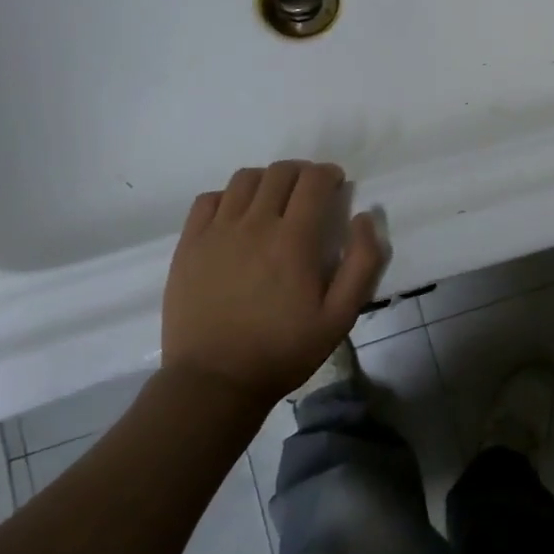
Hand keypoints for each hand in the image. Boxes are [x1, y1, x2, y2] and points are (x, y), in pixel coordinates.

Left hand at [160, 161, 384, 406]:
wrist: (215, 380)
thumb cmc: (284, 350)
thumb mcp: (340, 316)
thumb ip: (362, 263)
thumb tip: (364, 217)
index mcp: (293, 240)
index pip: (313, 181)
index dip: (328, 174)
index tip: (335, 183)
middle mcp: (254, 224)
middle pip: (280, 172)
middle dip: (302, 172)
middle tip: (310, 191)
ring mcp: (216, 232)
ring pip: (244, 179)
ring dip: (267, 180)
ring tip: (275, 199)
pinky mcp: (189, 244)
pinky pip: (209, 199)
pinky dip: (229, 197)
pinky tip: (237, 216)